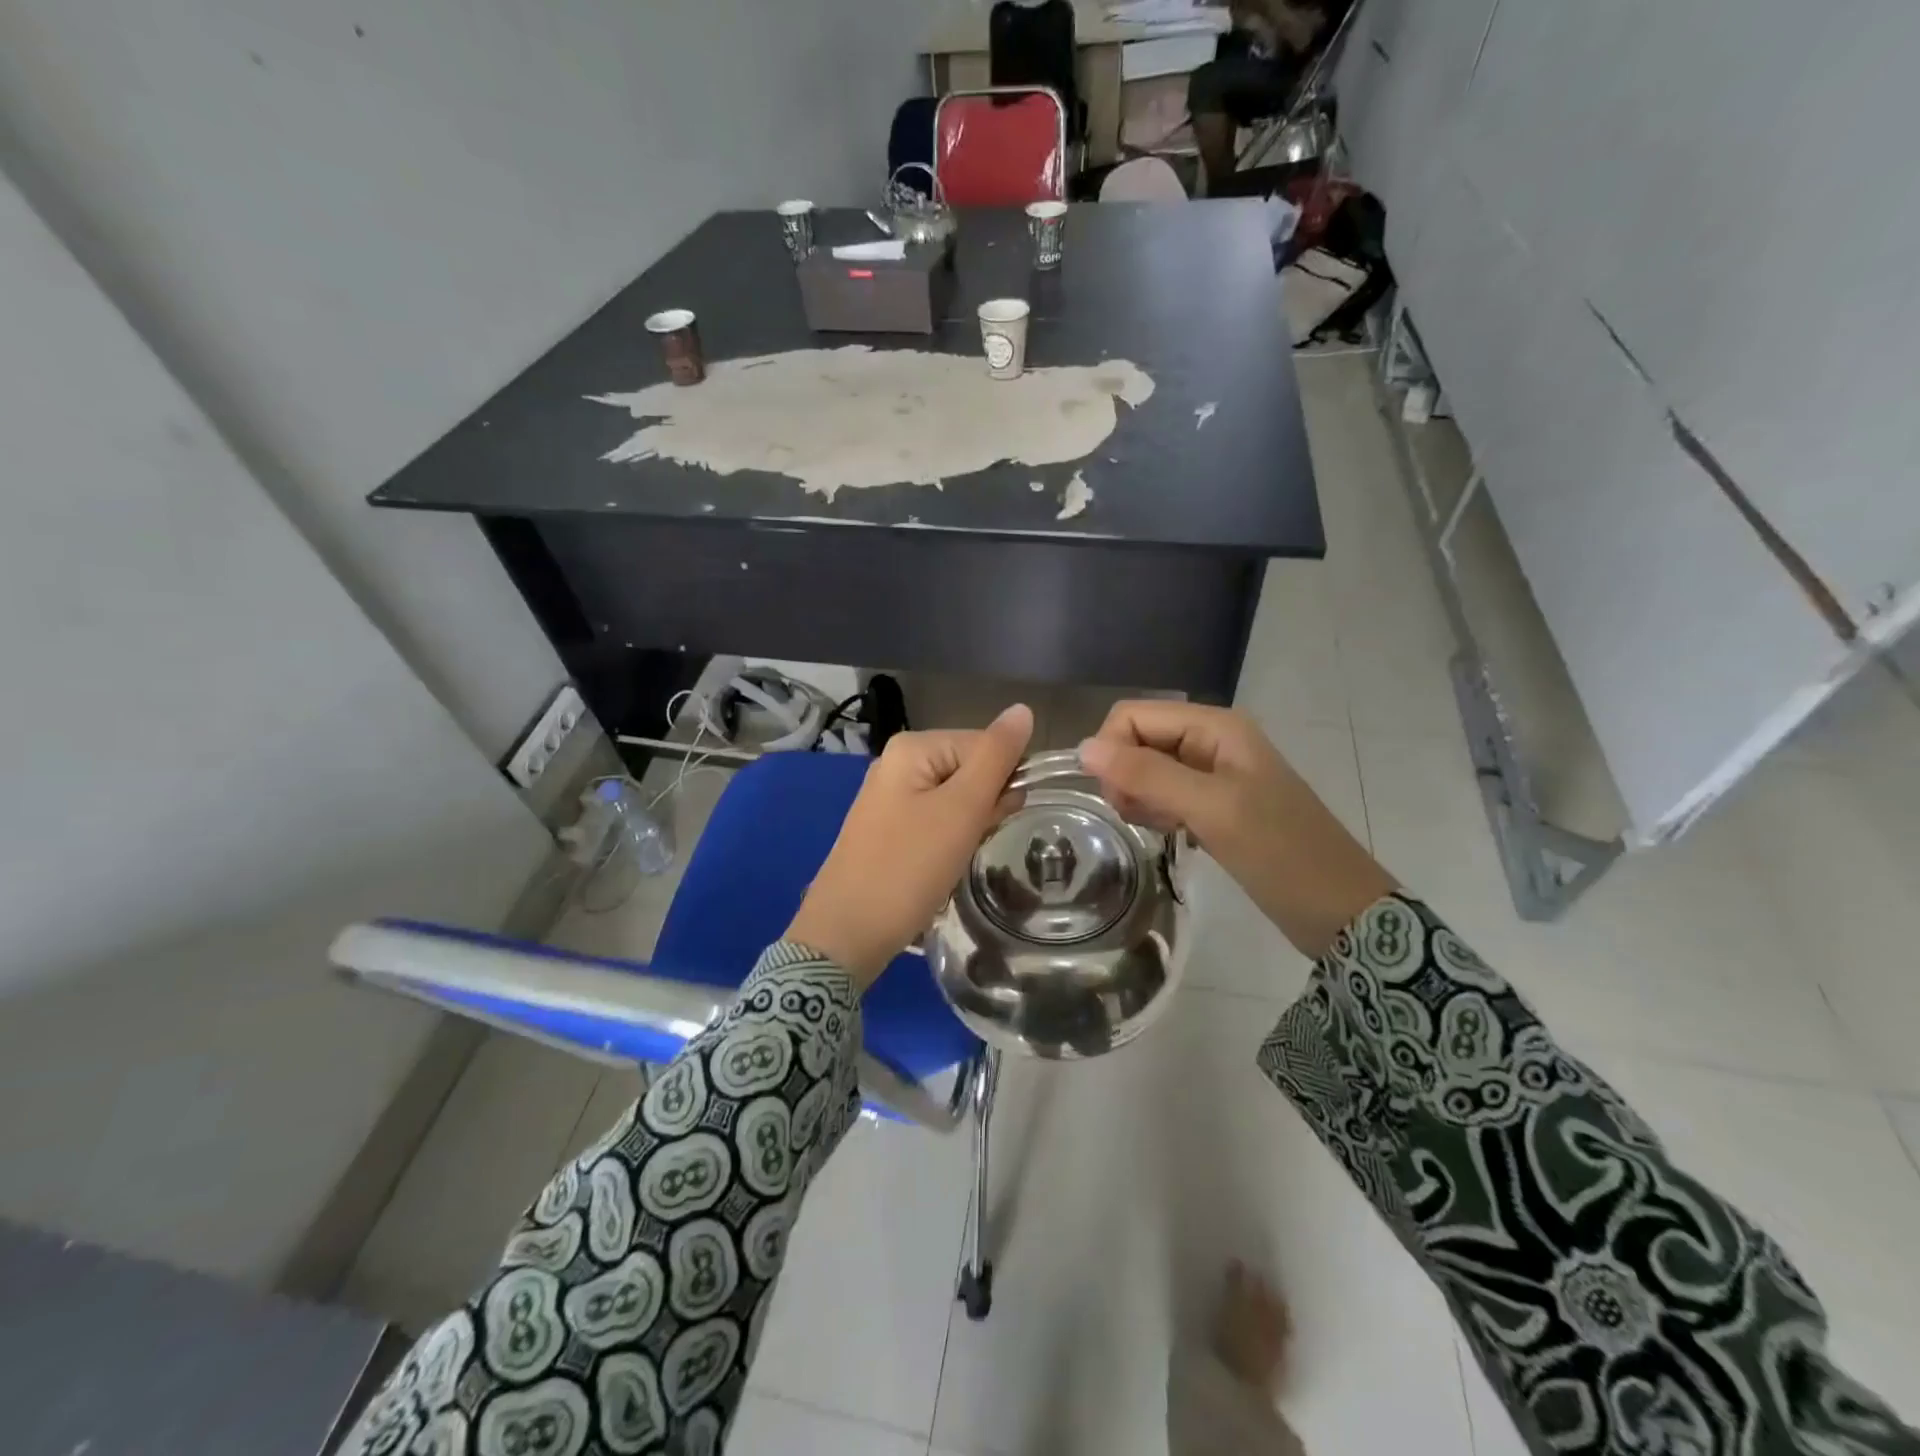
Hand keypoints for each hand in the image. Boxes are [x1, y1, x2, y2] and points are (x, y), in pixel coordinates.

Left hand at [787, 704, 1034, 986]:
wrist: (847, 933)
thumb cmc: (908, 868)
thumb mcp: (961, 810)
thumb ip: (996, 757)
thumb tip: (1024, 709)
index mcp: (913, 747)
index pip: (986, 744)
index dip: (1004, 780)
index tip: (1000, 819)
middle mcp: (899, 762)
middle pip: (970, 768)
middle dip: (985, 804)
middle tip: (972, 841)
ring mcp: (891, 796)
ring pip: (956, 798)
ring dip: (970, 824)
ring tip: (956, 856)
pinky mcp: (889, 827)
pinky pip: (936, 819)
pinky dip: (950, 839)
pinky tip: (942, 864)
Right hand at [1077, 701, 1392, 958]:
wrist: (1340, 910)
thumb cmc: (1280, 853)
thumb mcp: (1211, 809)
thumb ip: (1147, 774)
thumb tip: (1083, 749)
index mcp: (1215, 726)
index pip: (1133, 715)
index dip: (1112, 749)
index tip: (1117, 797)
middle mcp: (1211, 739)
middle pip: (1138, 739)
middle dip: (1125, 775)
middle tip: (1140, 816)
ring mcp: (1214, 773)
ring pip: (1147, 769)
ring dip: (1140, 797)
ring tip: (1162, 828)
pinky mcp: (1215, 803)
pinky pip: (1165, 794)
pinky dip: (1157, 812)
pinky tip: (1173, 834)